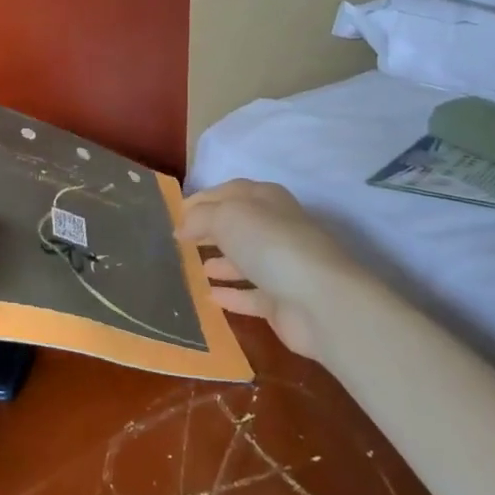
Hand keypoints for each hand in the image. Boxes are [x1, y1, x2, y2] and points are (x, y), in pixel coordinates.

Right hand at [178, 179, 358, 361]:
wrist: (320, 302)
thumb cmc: (270, 245)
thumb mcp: (226, 217)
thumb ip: (199, 217)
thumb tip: (182, 227)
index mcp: (265, 199)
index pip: (228, 192)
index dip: (201, 200)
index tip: (174, 214)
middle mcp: (275, 228)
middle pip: (236, 226)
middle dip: (209, 230)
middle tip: (179, 241)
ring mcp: (281, 266)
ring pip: (244, 260)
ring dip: (220, 262)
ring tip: (191, 266)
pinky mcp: (282, 301)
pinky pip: (250, 294)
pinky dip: (231, 294)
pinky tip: (208, 296)